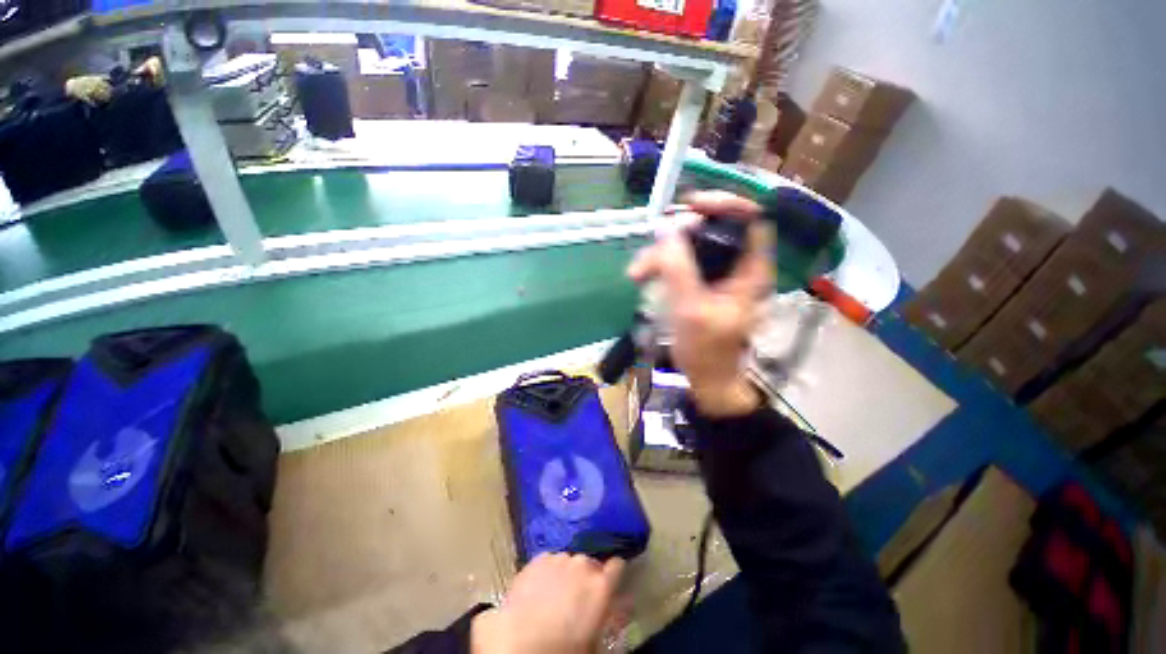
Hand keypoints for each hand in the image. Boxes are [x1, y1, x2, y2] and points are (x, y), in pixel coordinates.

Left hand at [471, 554, 624, 653]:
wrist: (521, 644)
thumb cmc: (563, 648)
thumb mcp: (595, 638)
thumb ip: (610, 615)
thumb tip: (623, 604)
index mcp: (601, 585)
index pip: (617, 565)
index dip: (615, 573)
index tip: (611, 580)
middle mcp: (583, 564)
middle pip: (591, 563)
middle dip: (587, 576)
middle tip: (578, 597)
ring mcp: (559, 558)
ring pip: (569, 560)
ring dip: (567, 572)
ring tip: (556, 594)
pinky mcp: (538, 559)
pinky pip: (549, 560)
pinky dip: (548, 571)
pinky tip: (540, 589)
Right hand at [627, 191, 771, 416]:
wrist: (705, 377)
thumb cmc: (707, 350)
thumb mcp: (692, 309)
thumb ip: (678, 268)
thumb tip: (664, 230)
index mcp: (751, 269)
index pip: (751, 219)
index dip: (724, 204)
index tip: (691, 206)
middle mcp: (736, 265)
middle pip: (712, 229)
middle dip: (679, 233)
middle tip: (652, 244)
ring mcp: (715, 274)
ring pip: (689, 246)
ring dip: (661, 253)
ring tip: (637, 273)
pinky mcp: (698, 283)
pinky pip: (679, 262)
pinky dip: (659, 265)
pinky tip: (641, 276)